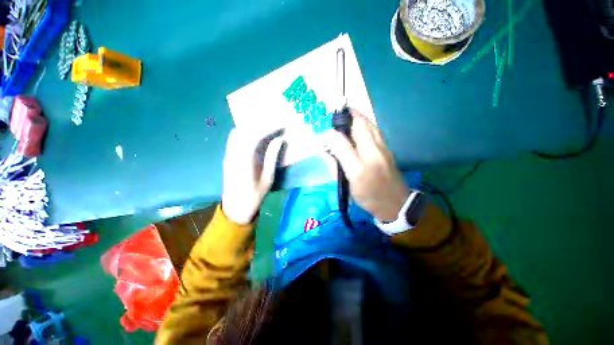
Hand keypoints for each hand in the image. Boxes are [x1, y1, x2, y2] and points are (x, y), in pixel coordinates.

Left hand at [222, 128, 285, 224]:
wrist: (235, 210)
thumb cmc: (254, 197)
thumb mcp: (268, 179)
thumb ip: (272, 158)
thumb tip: (280, 140)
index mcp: (244, 162)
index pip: (255, 136)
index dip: (268, 128)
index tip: (281, 124)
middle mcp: (233, 155)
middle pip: (244, 131)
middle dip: (261, 124)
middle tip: (275, 123)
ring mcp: (228, 155)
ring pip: (238, 133)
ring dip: (252, 127)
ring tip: (267, 127)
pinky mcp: (227, 158)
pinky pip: (235, 139)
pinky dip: (246, 133)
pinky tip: (255, 136)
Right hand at [323, 109, 409, 221]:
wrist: (396, 204)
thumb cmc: (368, 196)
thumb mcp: (348, 184)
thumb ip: (334, 165)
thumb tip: (323, 149)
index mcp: (360, 165)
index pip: (343, 142)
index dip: (332, 132)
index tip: (325, 129)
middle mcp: (373, 152)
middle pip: (361, 125)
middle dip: (348, 115)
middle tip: (337, 114)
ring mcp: (383, 148)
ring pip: (370, 125)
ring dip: (358, 117)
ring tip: (347, 115)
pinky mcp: (388, 148)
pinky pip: (376, 130)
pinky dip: (366, 123)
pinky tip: (360, 126)